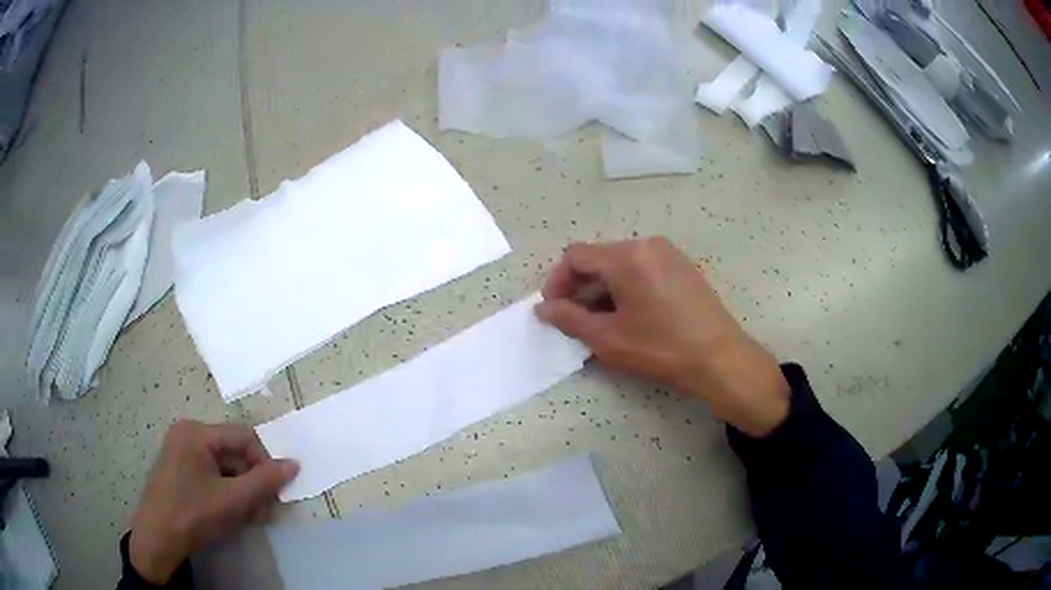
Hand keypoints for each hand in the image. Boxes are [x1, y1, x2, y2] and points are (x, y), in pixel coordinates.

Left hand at [129, 421, 298, 584]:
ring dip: (241, 490)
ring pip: (224, 466)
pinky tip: (230, 514)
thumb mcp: (233, 500)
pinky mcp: (179, 469)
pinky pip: (211, 474)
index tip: (272, 495)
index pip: (244, 437)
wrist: (158, 538)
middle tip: (261, 512)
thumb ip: (265, 481)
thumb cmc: (193, 514)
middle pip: (234, 452)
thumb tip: (294, 464)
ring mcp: (181, 451)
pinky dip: (226, 492)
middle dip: (252, 482)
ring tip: (247, 517)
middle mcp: (188, 434)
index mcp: (197, 432)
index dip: (264, 463)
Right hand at [536, 238, 789, 436]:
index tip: (553, 311)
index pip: (576, 256)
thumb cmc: (661, 349)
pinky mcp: (682, 268)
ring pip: (620, 264)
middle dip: (579, 287)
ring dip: (602, 289)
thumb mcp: (608, 338)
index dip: (557, 282)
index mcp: (627, 256)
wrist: (720, 360)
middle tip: (573, 320)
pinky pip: (642, 269)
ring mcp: (669, 255)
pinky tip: (629, 316)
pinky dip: (625, 287)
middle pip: (599, 258)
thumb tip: (543, 309)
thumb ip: (569, 319)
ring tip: (600, 322)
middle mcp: (647, 245)